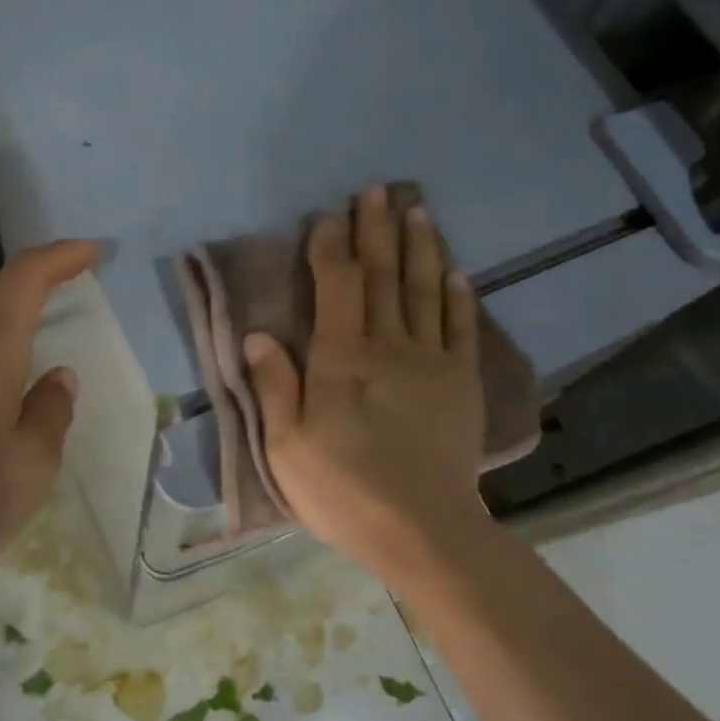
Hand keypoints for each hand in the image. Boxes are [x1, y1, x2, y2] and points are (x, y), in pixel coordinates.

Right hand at [243, 188, 488, 583]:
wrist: (423, 531)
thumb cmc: (344, 491)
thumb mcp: (287, 447)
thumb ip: (274, 386)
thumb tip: (258, 334)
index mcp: (342, 360)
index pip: (337, 286)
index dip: (330, 247)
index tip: (327, 216)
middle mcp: (389, 346)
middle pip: (383, 276)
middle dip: (378, 230)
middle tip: (378, 189)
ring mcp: (431, 362)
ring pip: (425, 290)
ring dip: (421, 247)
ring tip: (418, 210)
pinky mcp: (461, 383)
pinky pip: (461, 327)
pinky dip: (458, 295)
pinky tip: (456, 271)